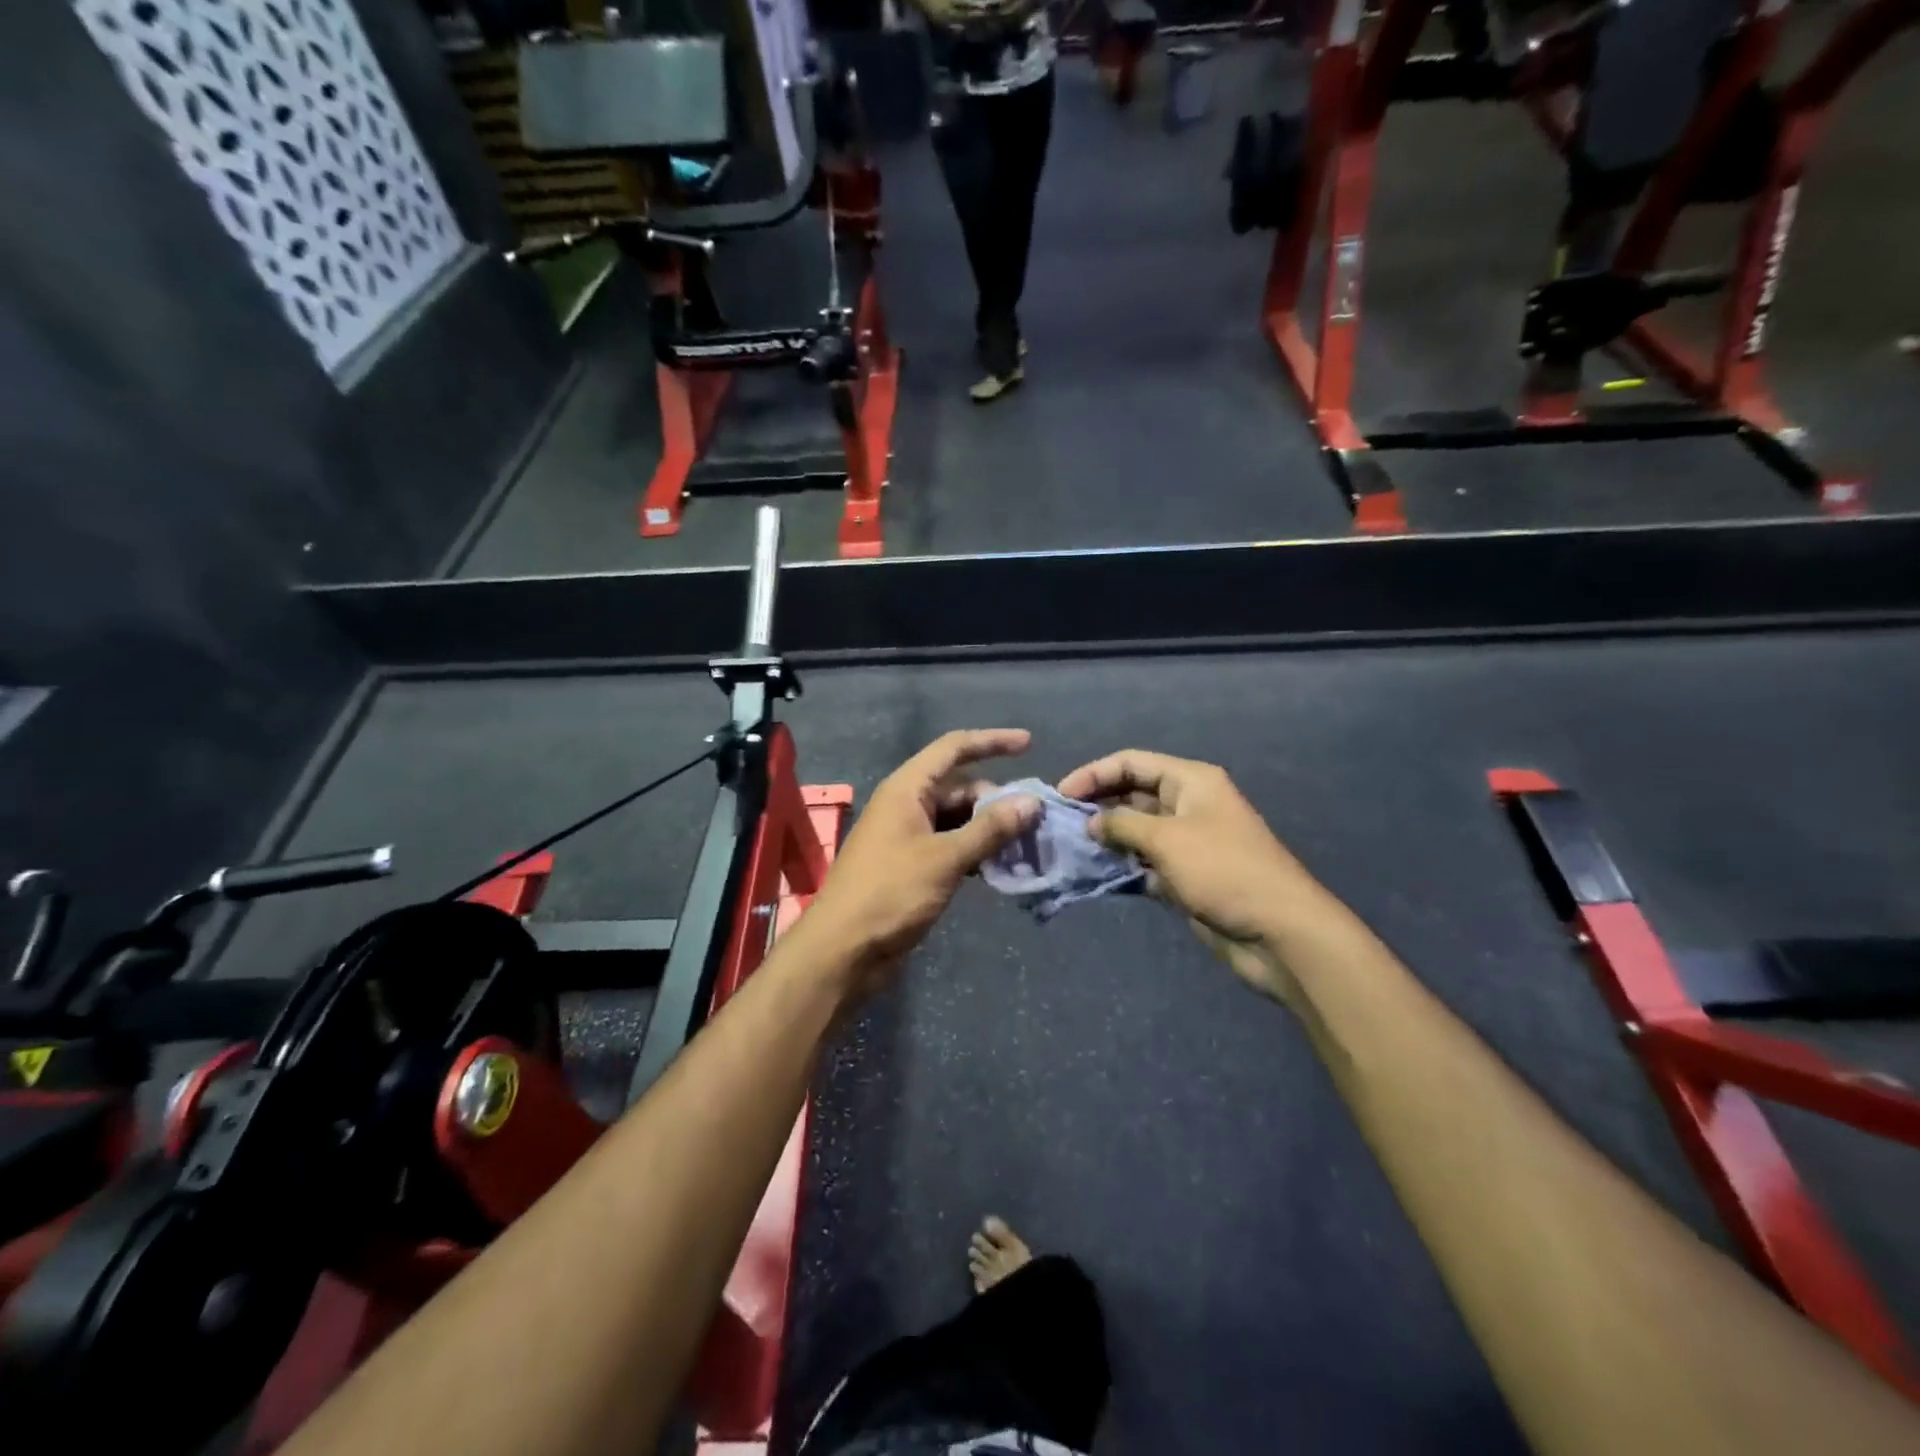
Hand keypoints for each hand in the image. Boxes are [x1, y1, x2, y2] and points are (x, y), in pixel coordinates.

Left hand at [800, 730, 1039, 993]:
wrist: (843, 949)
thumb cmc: (890, 893)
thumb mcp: (945, 858)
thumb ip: (989, 829)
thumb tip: (1031, 801)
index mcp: (907, 789)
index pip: (953, 748)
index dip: (992, 741)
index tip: (1030, 745)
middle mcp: (907, 805)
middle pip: (961, 787)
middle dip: (998, 800)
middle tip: (1036, 822)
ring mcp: (908, 836)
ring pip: (958, 819)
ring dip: (990, 829)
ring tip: (1027, 846)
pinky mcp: (912, 865)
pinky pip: (951, 845)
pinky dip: (975, 851)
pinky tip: (1000, 867)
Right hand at [1056, 750, 1323, 1002]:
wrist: (1278, 932)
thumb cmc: (1223, 871)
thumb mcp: (1167, 839)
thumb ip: (1122, 825)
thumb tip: (1090, 821)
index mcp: (1190, 781)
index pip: (1131, 762)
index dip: (1093, 773)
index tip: (1060, 795)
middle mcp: (1188, 804)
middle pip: (1132, 793)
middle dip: (1097, 805)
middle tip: (1059, 824)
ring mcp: (1187, 842)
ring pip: (1136, 830)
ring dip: (1106, 837)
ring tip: (1069, 849)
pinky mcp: (1185, 875)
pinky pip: (1144, 862)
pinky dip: (1121, 865)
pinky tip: (1095, 874)